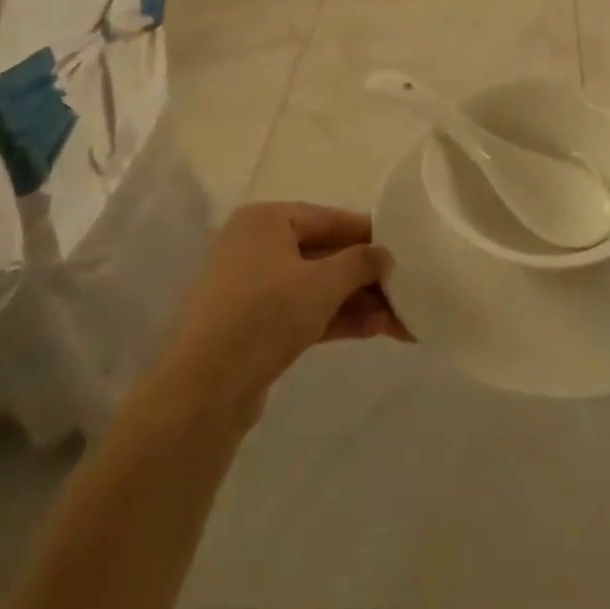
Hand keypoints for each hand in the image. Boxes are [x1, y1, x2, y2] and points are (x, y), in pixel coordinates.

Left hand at [162, 204, 407, 418]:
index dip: (370, 234)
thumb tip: (385, 254)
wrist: (202, 390)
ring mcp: (251, 287)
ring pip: (315, 286)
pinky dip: (334, 317)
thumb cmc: (264, 315)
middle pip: (324, 253)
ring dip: (356, 301)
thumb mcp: (322, 283)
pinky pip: (301, 310)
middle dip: (366, 276)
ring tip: (401, 318)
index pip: (329, 218)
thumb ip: (360, 262)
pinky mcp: (252, 325)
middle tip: (408, 290)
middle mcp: (255, 245)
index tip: (406, 248)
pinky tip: (374, 330)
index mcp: (266, 220)